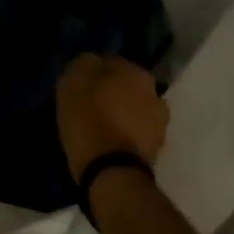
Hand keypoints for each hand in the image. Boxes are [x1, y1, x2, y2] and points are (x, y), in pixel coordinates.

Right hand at [57, 53, 168, 179]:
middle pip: (127, 86)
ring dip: (122, 114)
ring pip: (135, 109)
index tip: (79, 86)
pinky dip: (126, 135)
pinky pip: (137, 132)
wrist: (112, 172)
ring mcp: (160, 120)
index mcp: (135, 71)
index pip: (110, 62)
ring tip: (100, 127)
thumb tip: (93, 61)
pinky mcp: (158, 147)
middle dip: (112, 93)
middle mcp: (154, 90)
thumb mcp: (73, 83)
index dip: (93, 73)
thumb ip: (85, 64)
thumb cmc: (89, 121)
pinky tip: (110, 143)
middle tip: (90, 106)